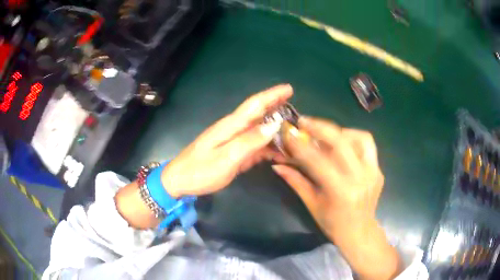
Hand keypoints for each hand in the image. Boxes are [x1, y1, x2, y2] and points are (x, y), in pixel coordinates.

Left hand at [161, 84, 291, 197]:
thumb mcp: (226, 158)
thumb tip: (273, 124)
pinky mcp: (232, 152)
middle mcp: (233, 129)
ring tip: (294, 136)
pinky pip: (254, 146)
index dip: (272, 95)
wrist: (179, 181)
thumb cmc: (200, 170)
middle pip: (259, 115)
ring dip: (276, 132)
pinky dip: (267, 148)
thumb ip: (250, 141)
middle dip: (278, 111)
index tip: (289, 89)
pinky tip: (278, 154)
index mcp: (231, 126)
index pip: (255, 104)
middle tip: (297, 114)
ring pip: (259, 132)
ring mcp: (233, 141)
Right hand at [272, 117, 383, 238]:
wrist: (360, 232)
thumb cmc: (333, 223)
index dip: (300, 145)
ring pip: (360, 137)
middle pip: (341, 142)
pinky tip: (343, 144)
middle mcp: (360, 178)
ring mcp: (373, 172)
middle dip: (320, 127)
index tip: (288, 133)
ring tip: (326, 133)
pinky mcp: (379, 170)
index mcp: (340, 191)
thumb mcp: (312, 204)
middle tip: (305, 121)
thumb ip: (296, 181)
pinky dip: (354, 139)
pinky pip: (368, 146)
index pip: (317, 161)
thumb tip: (277, 165)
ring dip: (341, 131)